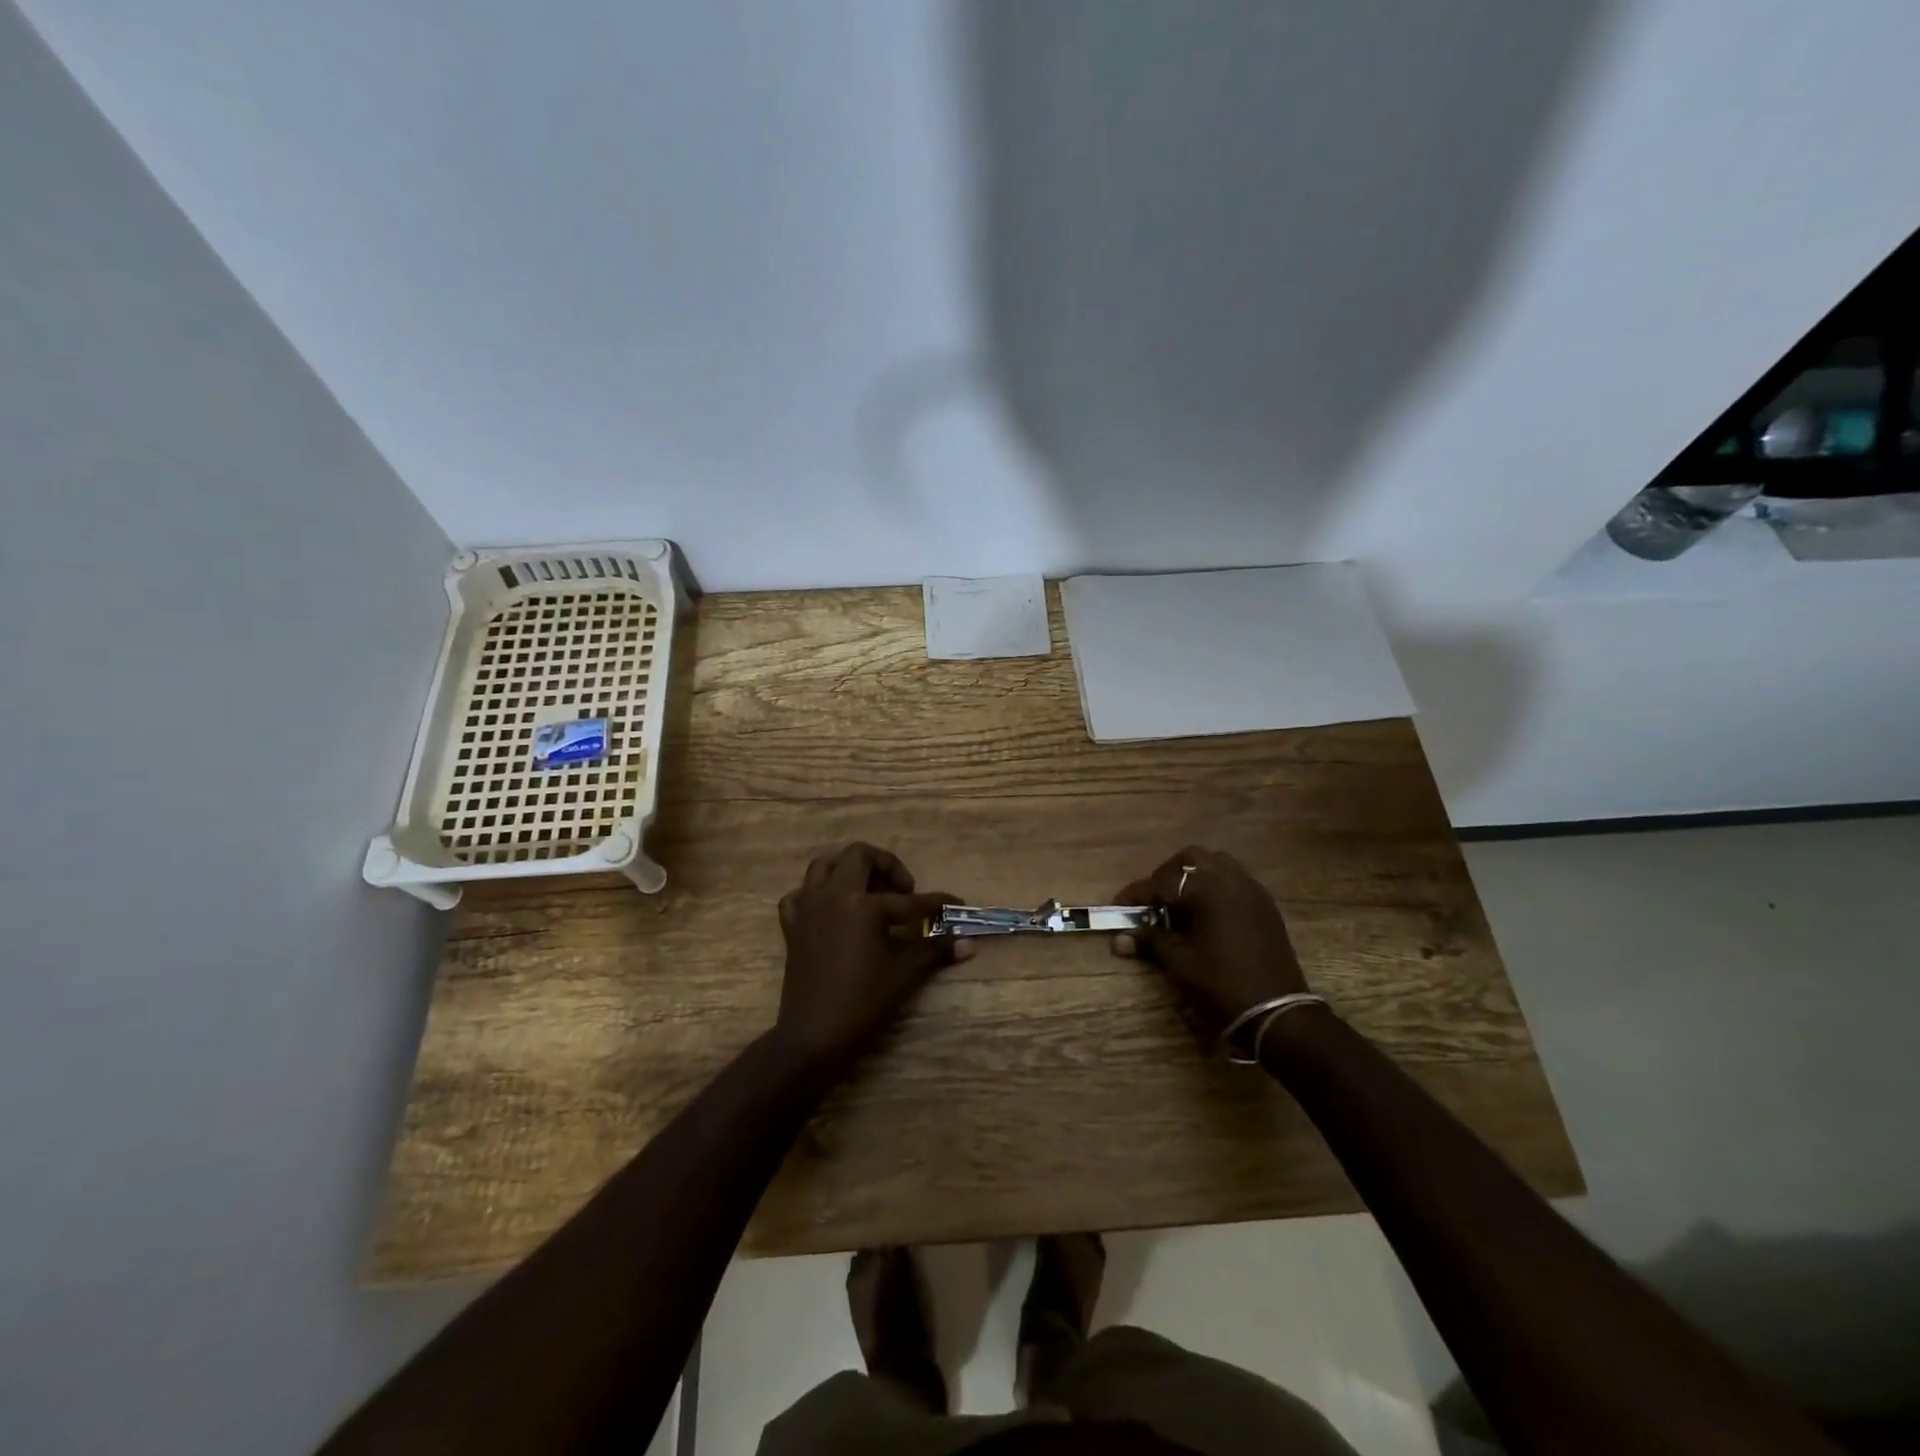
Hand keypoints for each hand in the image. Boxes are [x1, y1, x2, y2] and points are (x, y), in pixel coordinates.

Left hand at [772, 843, 972, 1073]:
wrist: (814, 1035)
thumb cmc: (863, 1002)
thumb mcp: (904, 973)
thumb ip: (935, 951)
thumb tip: (969, 944)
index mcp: (862, 905)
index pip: (908, 900)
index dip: (936, 903)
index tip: (956, 904)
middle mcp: (832, 895)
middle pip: (859, 855)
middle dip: (886, 865)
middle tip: (903, 890)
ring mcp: (808, 907)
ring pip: (824, 865)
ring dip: (849, 868)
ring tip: (869, 889)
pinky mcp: (793, 925)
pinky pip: (800, 894)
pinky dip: (815, 893)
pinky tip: (831, 908)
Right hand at [1112, 846, 1310, 1023]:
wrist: (1278, 1014)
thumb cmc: (1222, 985)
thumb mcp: (1180, 964)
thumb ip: (1150, 942)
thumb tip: (1119, 939)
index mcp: (1208, 889)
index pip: (1162, 882)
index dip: (1137, 894)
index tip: (1118, 907)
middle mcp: (1232, 880)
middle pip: (1192, 858)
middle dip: (1168, 875)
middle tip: (1154, 902)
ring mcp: (1252, 891)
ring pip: (1217, 865)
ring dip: (1194, 878)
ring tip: (1179, 906)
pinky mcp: (1265, 906)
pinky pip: (1235, 881)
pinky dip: (1215, 888)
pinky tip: (1205, 916)